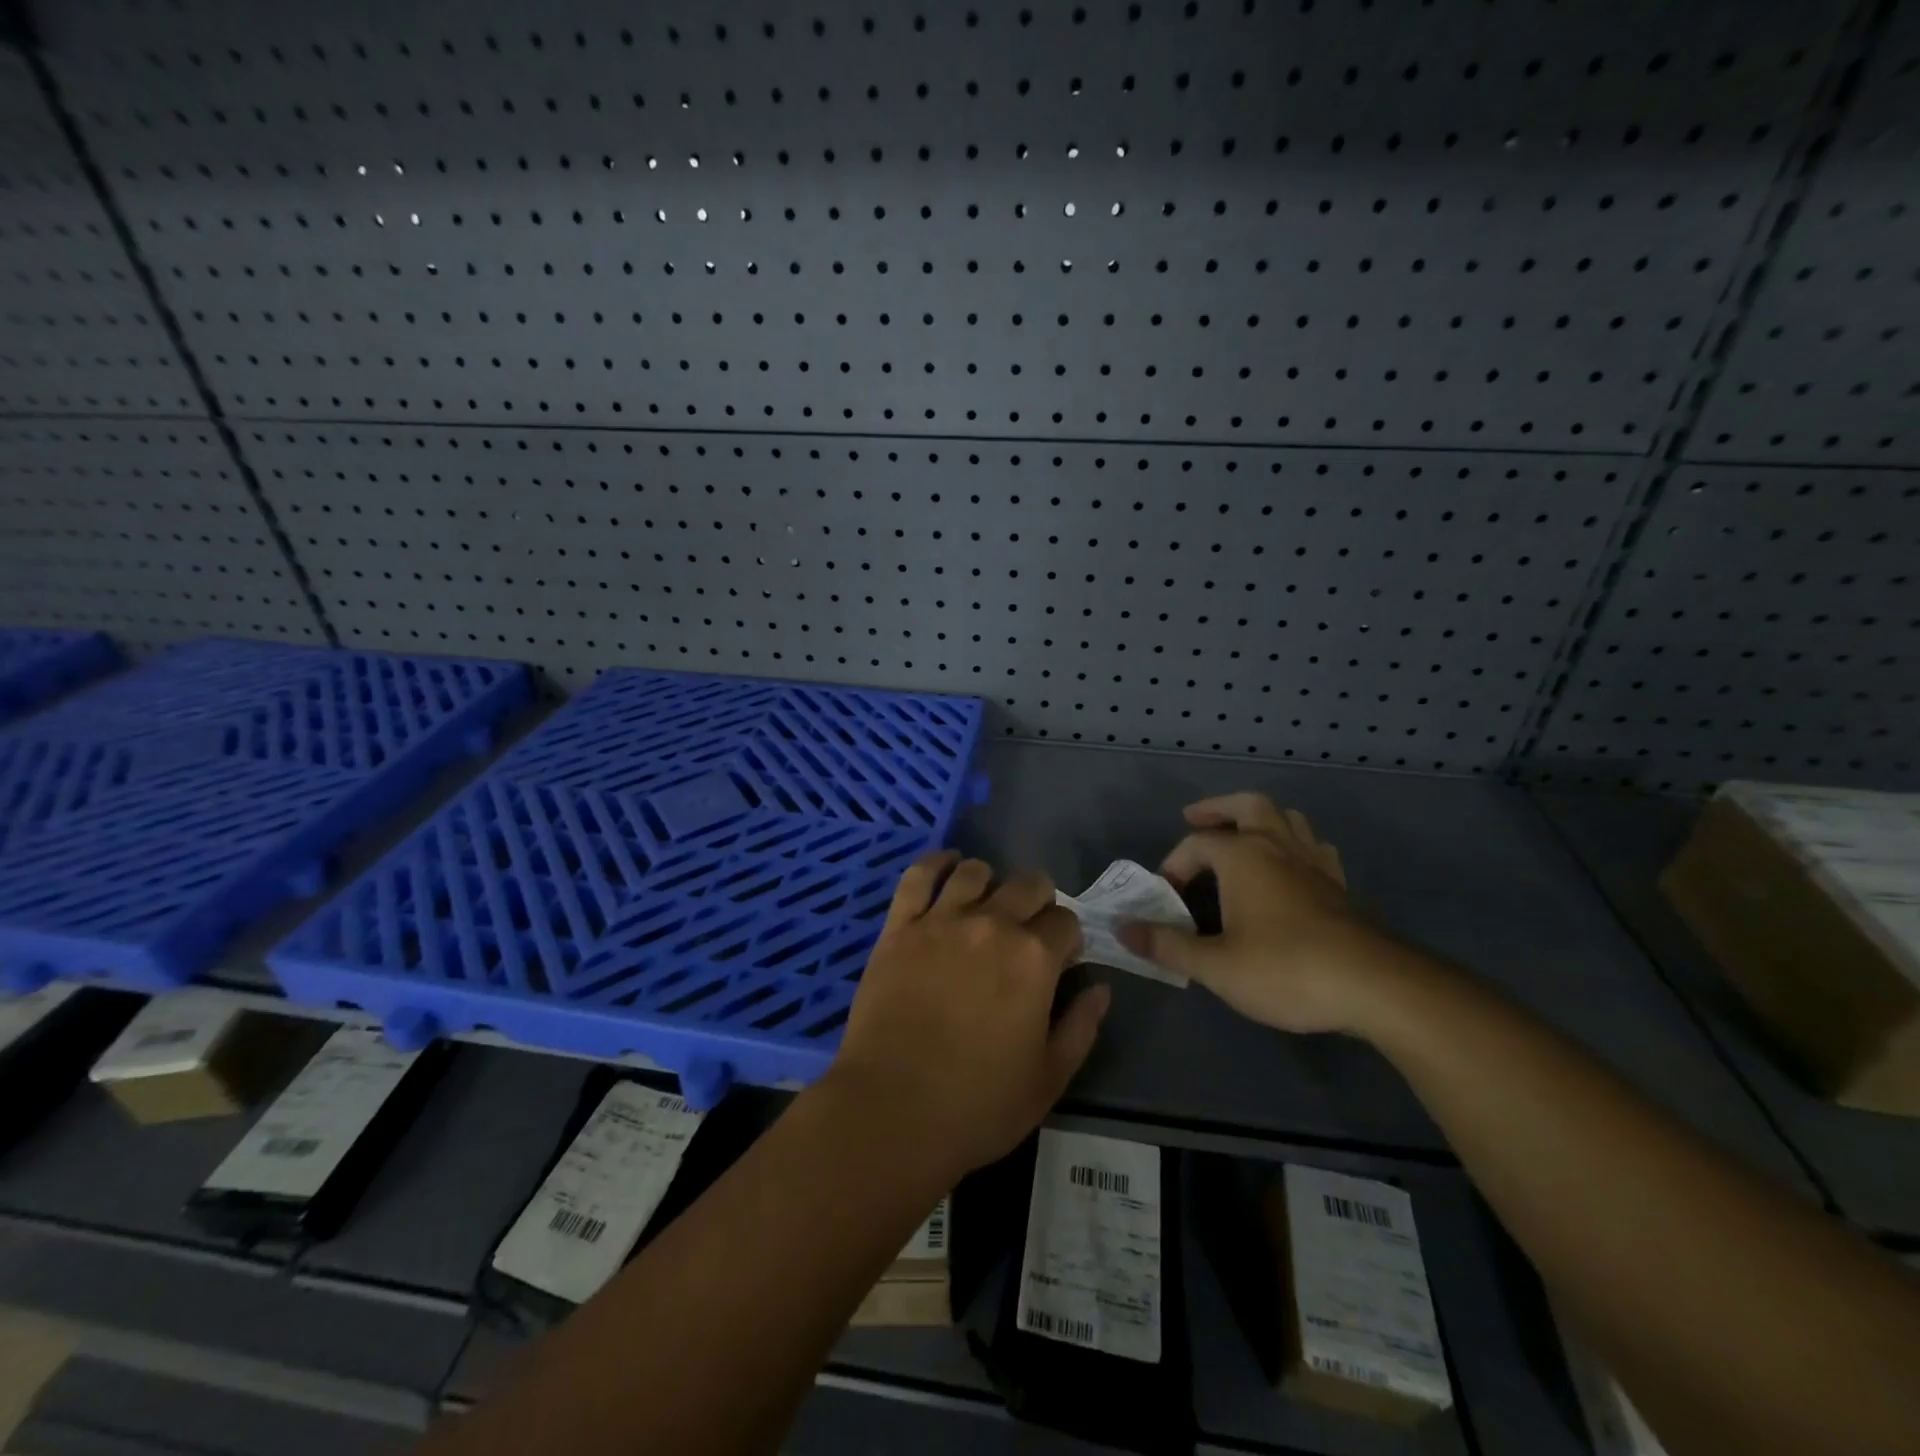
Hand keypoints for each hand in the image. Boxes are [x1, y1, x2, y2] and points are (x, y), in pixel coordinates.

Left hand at [824, 852, 1111, 1177]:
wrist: (891, 1111)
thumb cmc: (978, 1105)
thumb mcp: (1049, 1078)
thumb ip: (1081, 1026)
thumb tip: (1100, 988)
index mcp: (1034, 958)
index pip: (1065, 921)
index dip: (1067, 939)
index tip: (1060, 960)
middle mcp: (991, 924)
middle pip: (1028, 884)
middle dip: (1038, 901)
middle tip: (1028, 930)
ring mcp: (941, 920)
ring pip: (975, 871)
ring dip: (990, 883)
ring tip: (986, 904)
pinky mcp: (899, 926)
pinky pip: (919, 875)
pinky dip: (936, 863)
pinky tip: (947, 866)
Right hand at [1118, 793, 1396, 1034]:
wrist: (1374, 987)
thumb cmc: (1285, 969)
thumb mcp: (1216, 965)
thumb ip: (1167, 945)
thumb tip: (1122, 930)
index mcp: (1243, 856)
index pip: (1197, 843)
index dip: (1174, 864)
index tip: (1165, 895)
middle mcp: (1278, 846)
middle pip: (1248, 806)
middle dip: (1219, 809)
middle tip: (1196, 818)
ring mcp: (1314, 863)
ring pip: (1288, 819)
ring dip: (1261, 820)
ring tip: (1244, 836)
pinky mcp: (1340, 885)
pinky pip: (1314, 848)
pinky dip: (1295, 846)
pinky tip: (1292, 866)